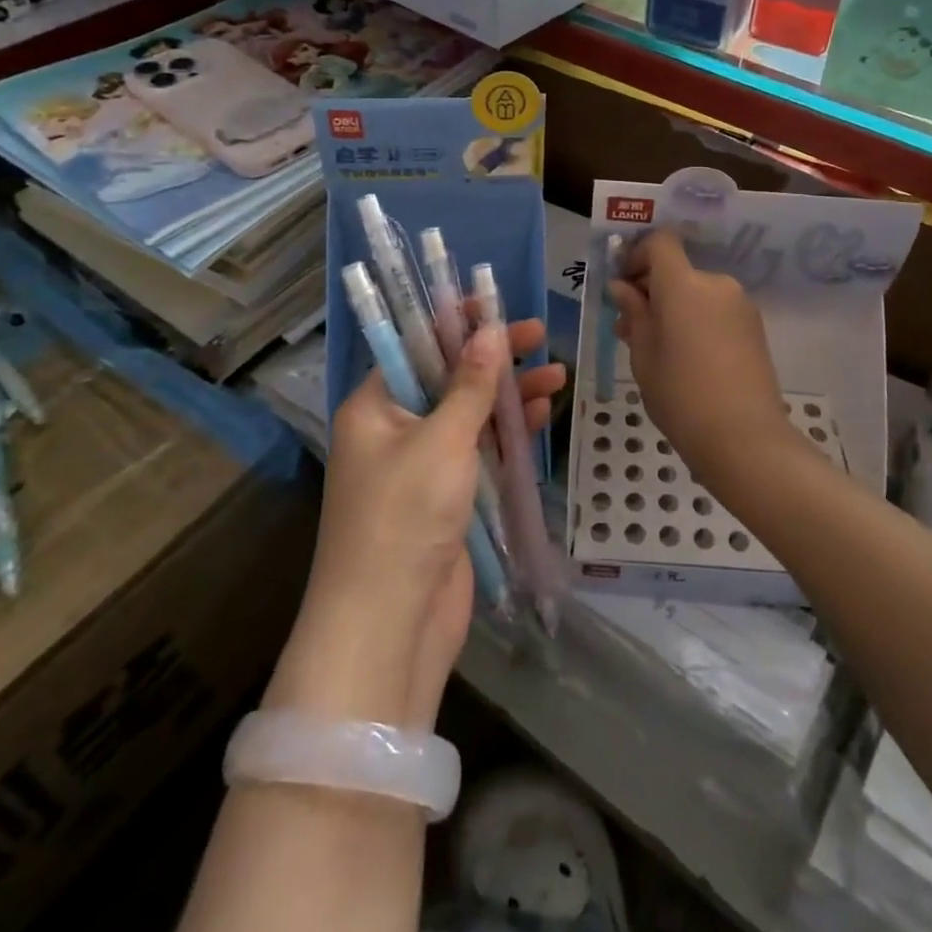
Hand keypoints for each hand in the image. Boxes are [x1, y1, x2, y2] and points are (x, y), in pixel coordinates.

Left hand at [269, 317, 563, 731]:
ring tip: (557, 375)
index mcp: (374, 407)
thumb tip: (490, 329)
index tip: (493, 303)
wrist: (390, 627)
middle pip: (448, 379)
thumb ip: (469, 385)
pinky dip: (508, 434)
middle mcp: (394, 430)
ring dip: (509, 396)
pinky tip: (541, 415)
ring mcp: (422, 466)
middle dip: (492, 359)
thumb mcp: (441, 441)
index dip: (453, 323)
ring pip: (470, 416)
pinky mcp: (448, 498)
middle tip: (538, 336)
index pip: (413, 347)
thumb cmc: (405, 518)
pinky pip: (480, 452)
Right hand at [609, 228, 791, 488]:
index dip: (638, 255)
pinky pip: (716, 310)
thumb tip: (623, 288)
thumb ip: (633, 313)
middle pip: (678, 270)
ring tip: (657, 348)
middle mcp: (716, 284)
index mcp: (684, 284)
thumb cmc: (680, 394)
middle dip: (652, 289)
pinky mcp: (755, 327)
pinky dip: (697, 321)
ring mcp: (740, 305)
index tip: (623, 285)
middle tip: (630, 325)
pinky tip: (687, 358)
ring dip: (674, 308)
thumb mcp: (643, 354)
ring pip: (697, 293)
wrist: (744, 437)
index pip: (661, 243)